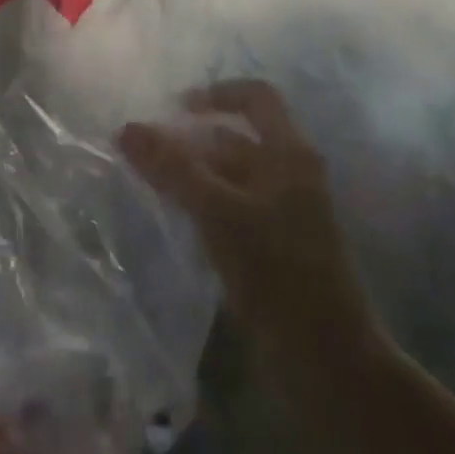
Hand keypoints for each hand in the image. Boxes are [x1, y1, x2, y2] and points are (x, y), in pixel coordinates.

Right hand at [119, 80, 380, 375]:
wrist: (327, 359)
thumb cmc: (278, 271)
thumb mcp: (219, 211)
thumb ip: (173, 168)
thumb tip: (126, 128)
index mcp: (290, 154)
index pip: (256, 97)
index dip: (215, 94)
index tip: (174, 109)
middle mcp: (288, 174)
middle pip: (236, 137)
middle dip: (190, 139)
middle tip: (144, 150)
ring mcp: (282, 211)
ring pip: (230, 174)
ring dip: (191, 171)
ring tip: (148, 179)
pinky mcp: (271, 245)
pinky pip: (230, 207)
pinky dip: (200, 202)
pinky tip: (171, 215)